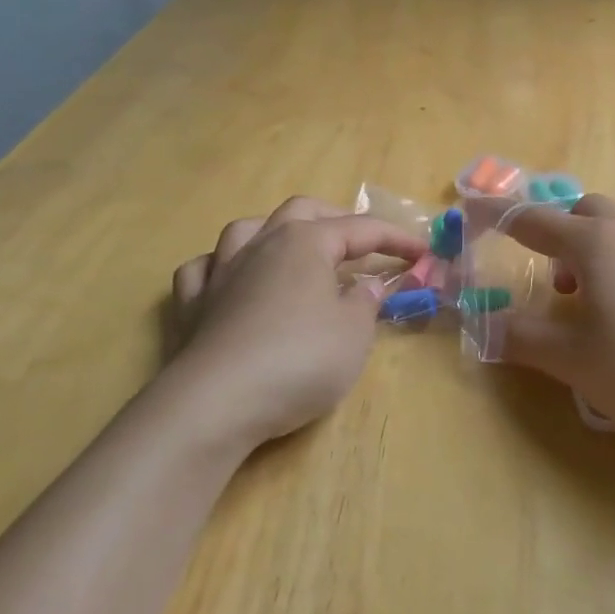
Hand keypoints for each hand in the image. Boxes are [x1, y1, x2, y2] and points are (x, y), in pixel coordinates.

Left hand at [166, 197, 423, 447]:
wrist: (217, 402)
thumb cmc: (299, 360)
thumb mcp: (353, 334)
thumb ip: (365, 302)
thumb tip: (366, 284)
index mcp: (306, 242)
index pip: (361, 228)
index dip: (395, 238)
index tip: (423, 252)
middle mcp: (262, 244)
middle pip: (301, 211)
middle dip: (335, 219)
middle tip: (360, 242)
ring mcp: (220, 271)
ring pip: (247, 229)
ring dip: (274, 231)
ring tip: (292, 248)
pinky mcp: (191, 306)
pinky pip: (203, 269)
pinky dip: (220, 267)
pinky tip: (229, 279)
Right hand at [499, 195, 614, 438]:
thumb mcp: (573, 361)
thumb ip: (521, 338)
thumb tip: (484, 324)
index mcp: (592, 243)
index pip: (531, 220)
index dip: (497, 216)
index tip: (473, 210)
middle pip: (581, 210)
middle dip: (557, 233)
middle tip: (556, 282)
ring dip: (597, 240)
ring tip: (597, 288)